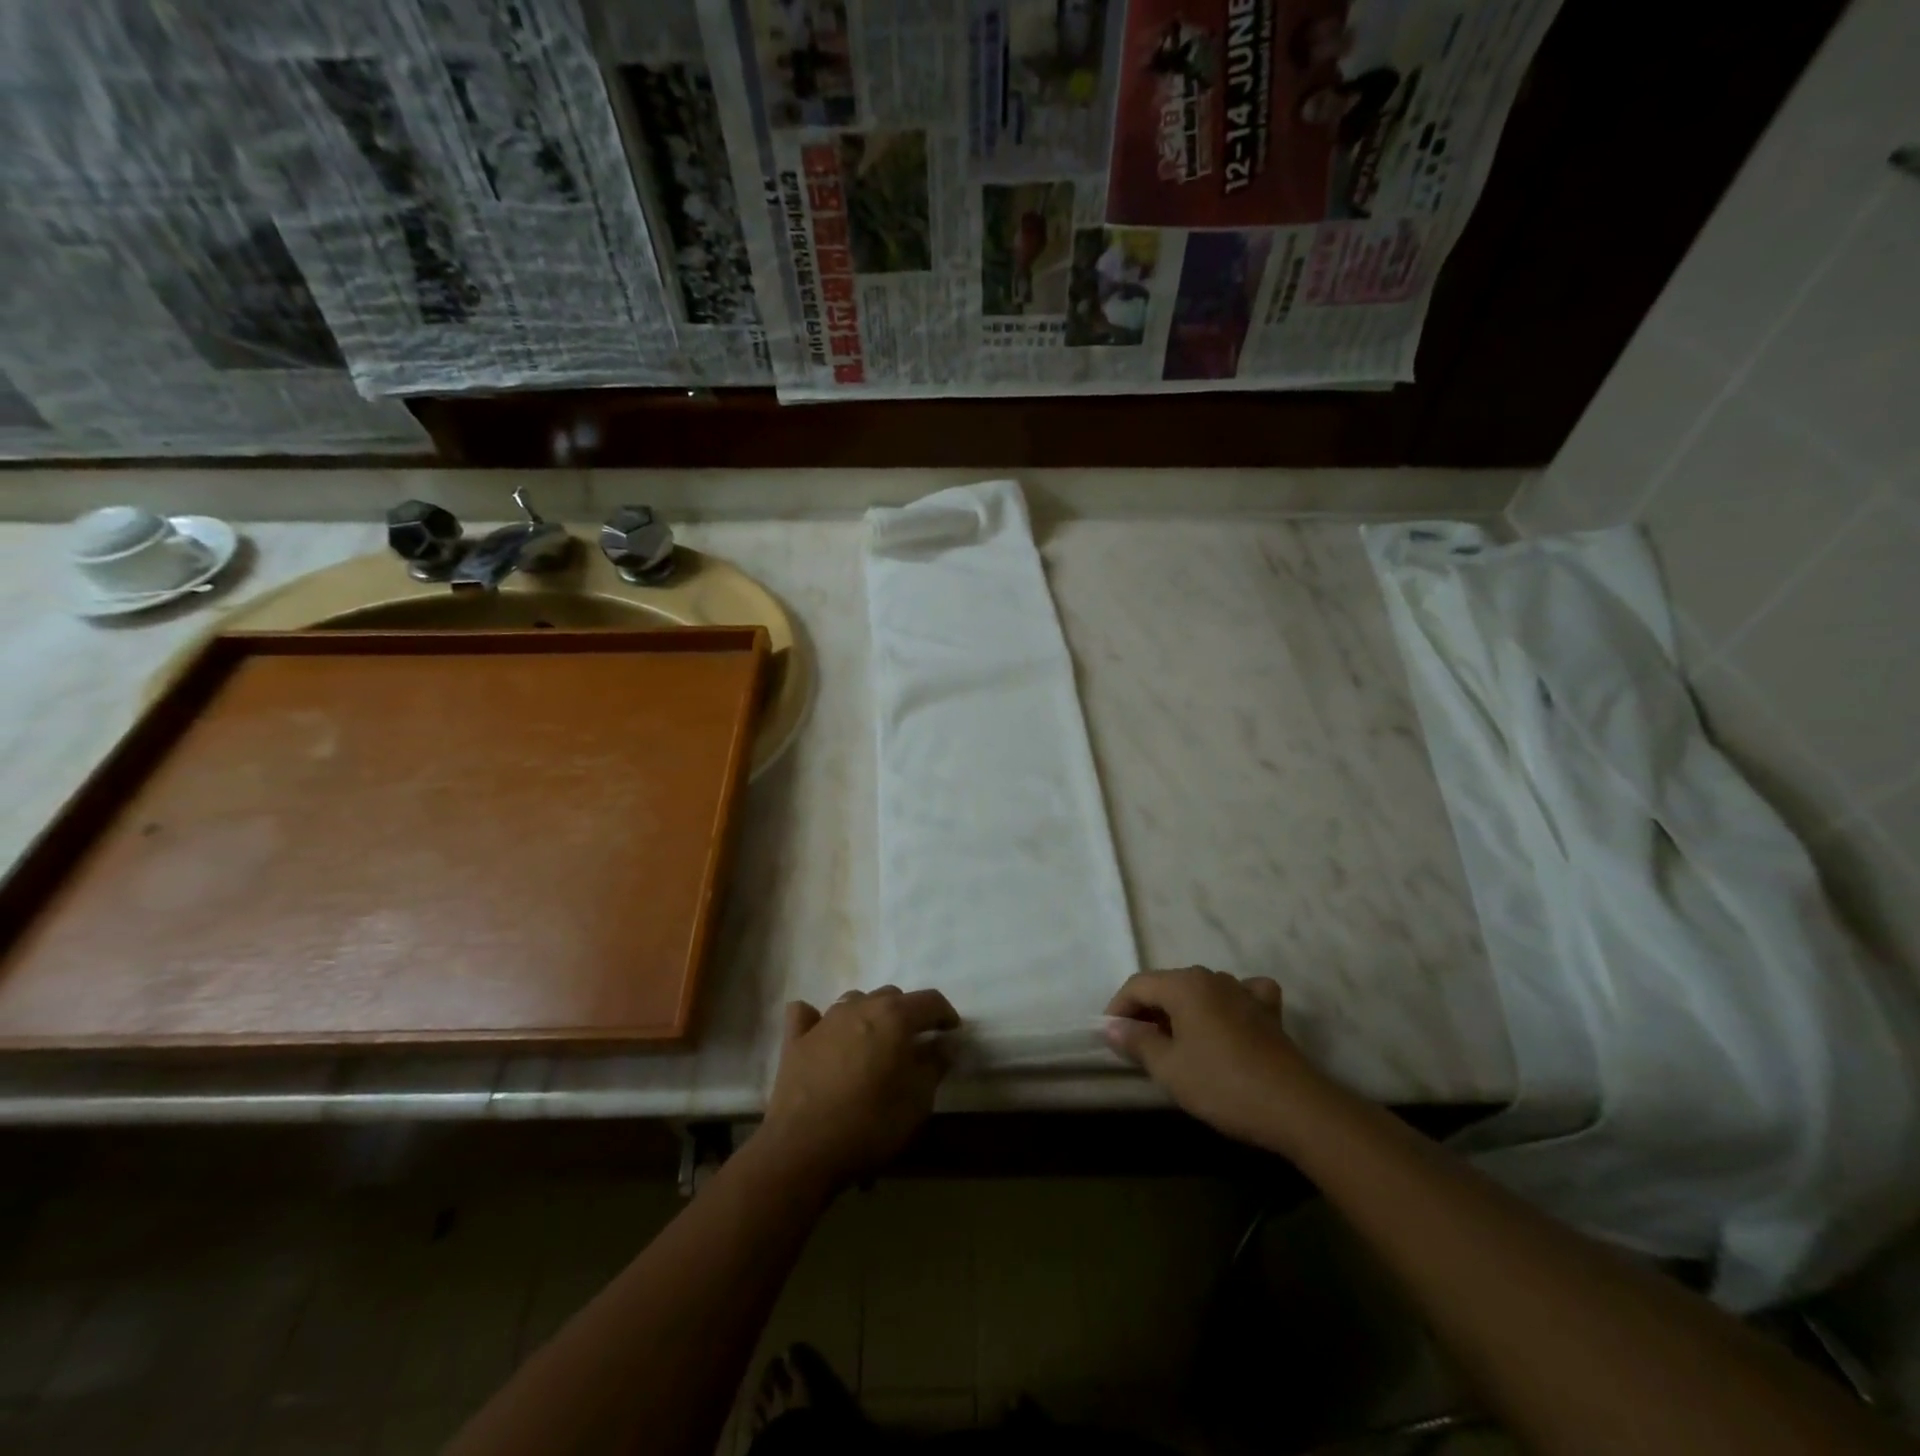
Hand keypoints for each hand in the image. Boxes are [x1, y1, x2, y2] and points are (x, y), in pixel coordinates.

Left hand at [758, 986, 959, 1192]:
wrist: (803, 1148)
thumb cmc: (870, 1123)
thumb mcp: (917, 1101)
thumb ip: (934, 1065)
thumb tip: (944, 1044)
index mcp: (894, 1017)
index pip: (930, 1001)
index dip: (945, 1014)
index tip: (952, 1033)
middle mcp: (860, 1007)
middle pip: (892, 996)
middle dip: (908, 1014)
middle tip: (914, 1043)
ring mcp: (824, 1020)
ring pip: (855, 1001)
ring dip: (869, 1014)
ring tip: (874, 1042)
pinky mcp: (796, 1039)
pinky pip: (807, 1015)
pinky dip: (818, 1019)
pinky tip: (822, 1033)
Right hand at [1105, 967, 1315, 1146]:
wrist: (1294, 1108)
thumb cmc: (1222, 1084)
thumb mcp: (1169, 1068)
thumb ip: (1137, 1041)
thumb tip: (1112, 1026)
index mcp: (1185, 984)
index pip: (1138, 985)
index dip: (1118, 1008)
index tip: (1110, 1037)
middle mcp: (1213, 978)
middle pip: (1168, 986)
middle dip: (1148, 1011)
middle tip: (1138, 1046)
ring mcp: (1244, 992)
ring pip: (1201, 991)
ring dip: (1182, 1012)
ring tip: (1176, 1043)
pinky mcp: (1269, 1012)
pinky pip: (1239, 997)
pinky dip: (1227, 1006)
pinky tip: (1228, 1022)